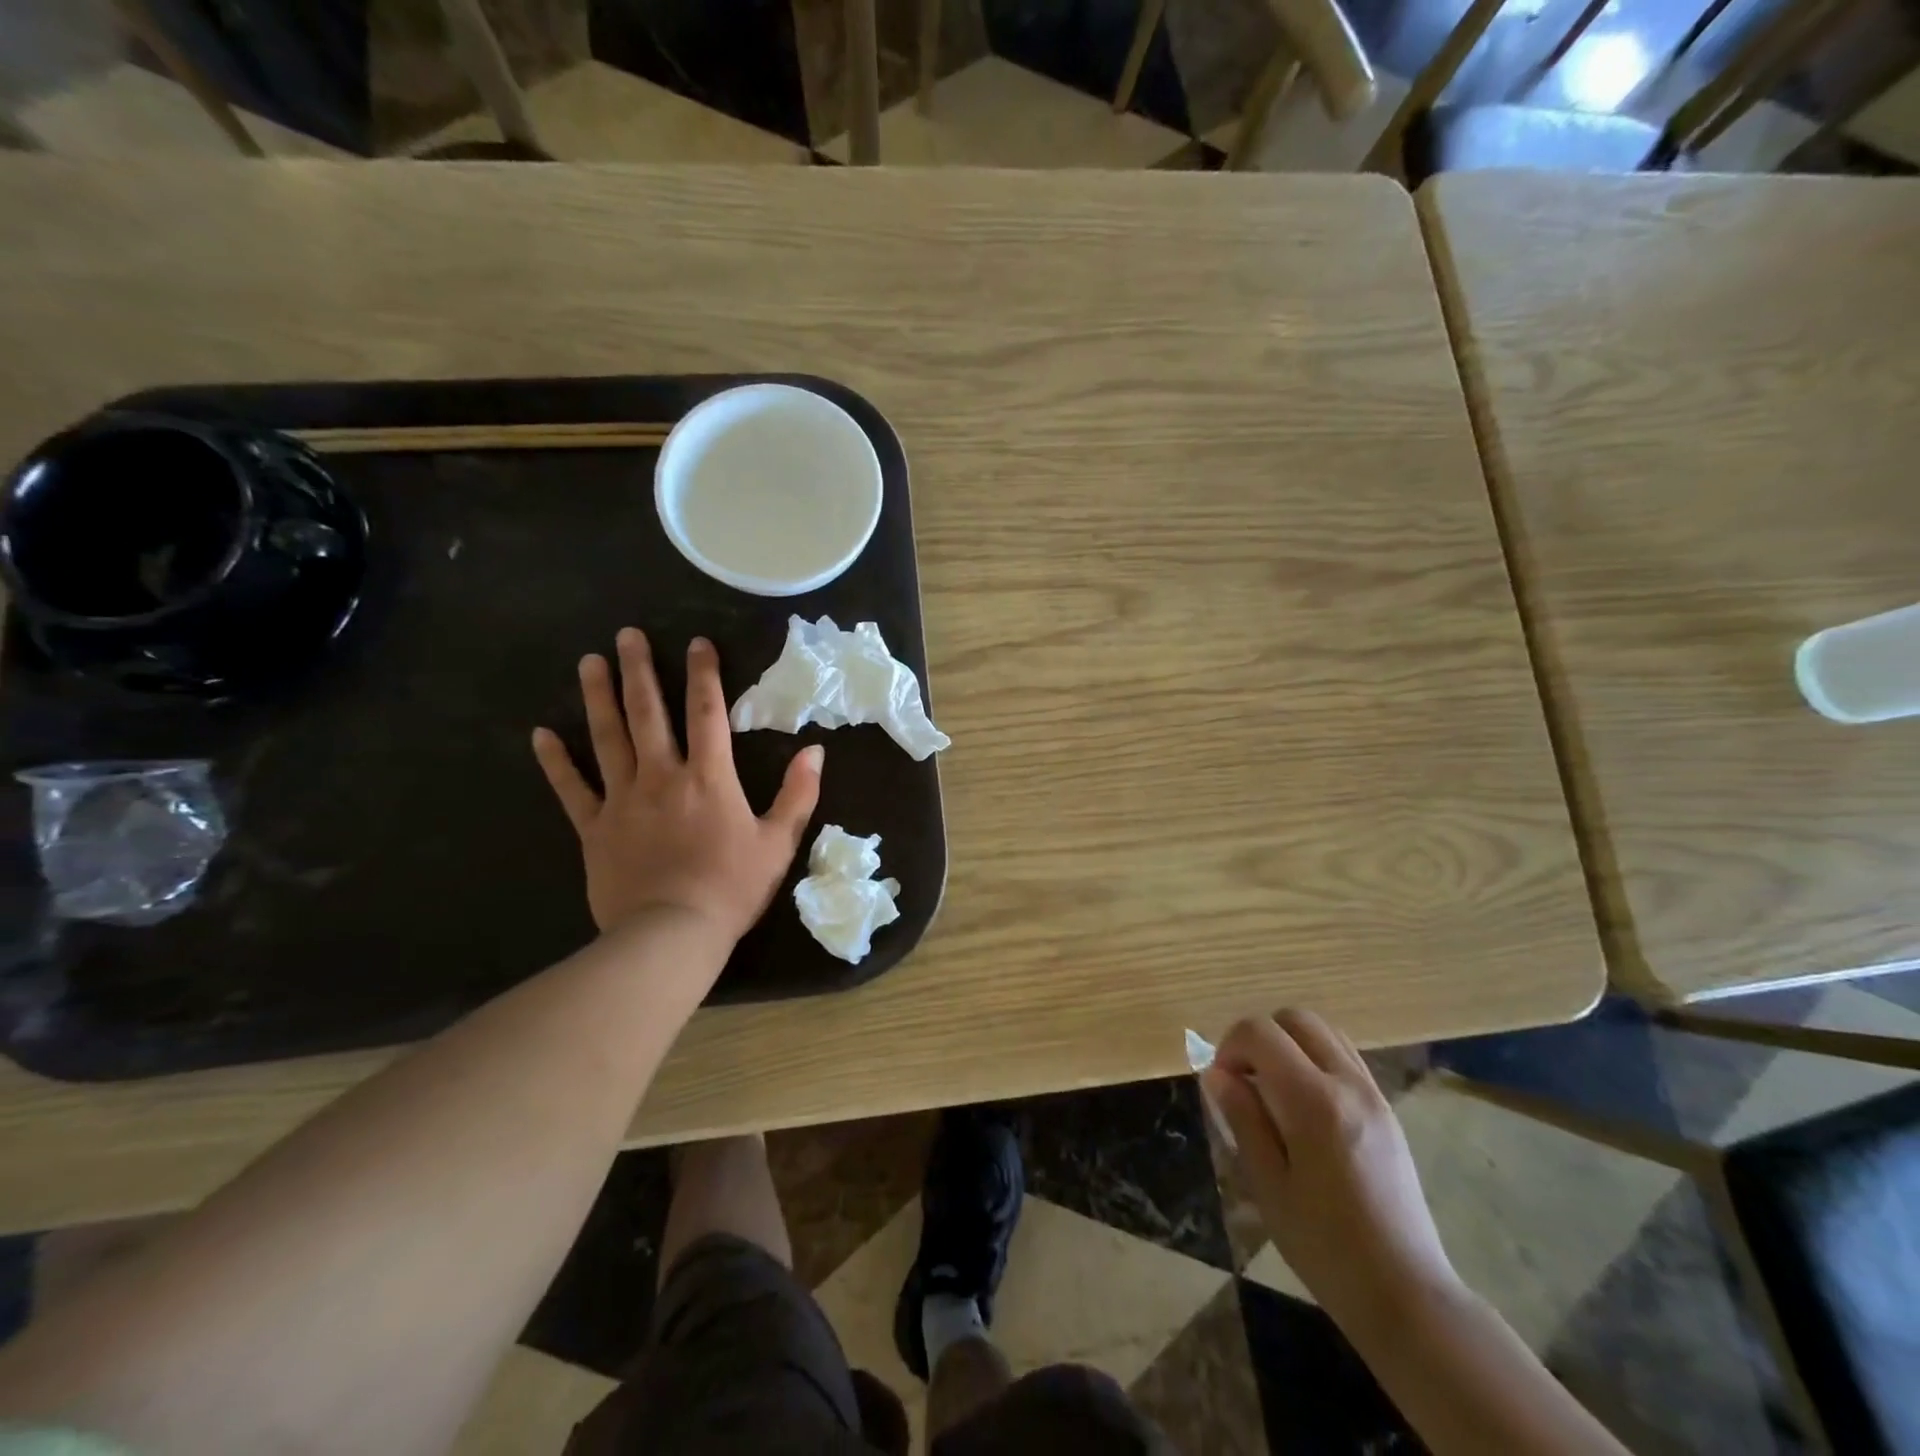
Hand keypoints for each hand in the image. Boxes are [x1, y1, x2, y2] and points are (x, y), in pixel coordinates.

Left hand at [531, 629, 822, 942]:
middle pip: (649, 713)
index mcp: (709, 777)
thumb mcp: (778, 842)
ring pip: (608, 738)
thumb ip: (798, 794)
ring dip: (598, 698)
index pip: (707, 713)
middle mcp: (662, 776)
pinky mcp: (594, 827)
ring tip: (588, 662)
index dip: (704, 674)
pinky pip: (572, 788)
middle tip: (626, 635)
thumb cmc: (731, 887)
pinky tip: (540, 734)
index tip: (697, 643)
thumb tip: (815, 751)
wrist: (672, 935)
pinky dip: (556, 761)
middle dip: (638, 670)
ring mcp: (623, 800)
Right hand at [1202, 1010, 1460, 1338]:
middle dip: (1259, 1036)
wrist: (1407, 1294)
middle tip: (1243, 1080)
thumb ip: (1242, 1118)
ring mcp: (1373, 1094)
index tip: (1221, 1084)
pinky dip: (1314, 1058)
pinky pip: (1344, 1056)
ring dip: (1288, 1043)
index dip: (1229, 1046)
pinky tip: (1302, 1104)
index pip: (1260, 1032)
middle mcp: (1348, 1084)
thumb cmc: (1325, 1247)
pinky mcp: (1386, 1109)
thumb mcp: (1268, 1186)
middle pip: (1295, 1019)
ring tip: (1272, 1089)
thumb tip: (1215, 1072)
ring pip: (1323, 1031)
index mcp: (1314, 1102)